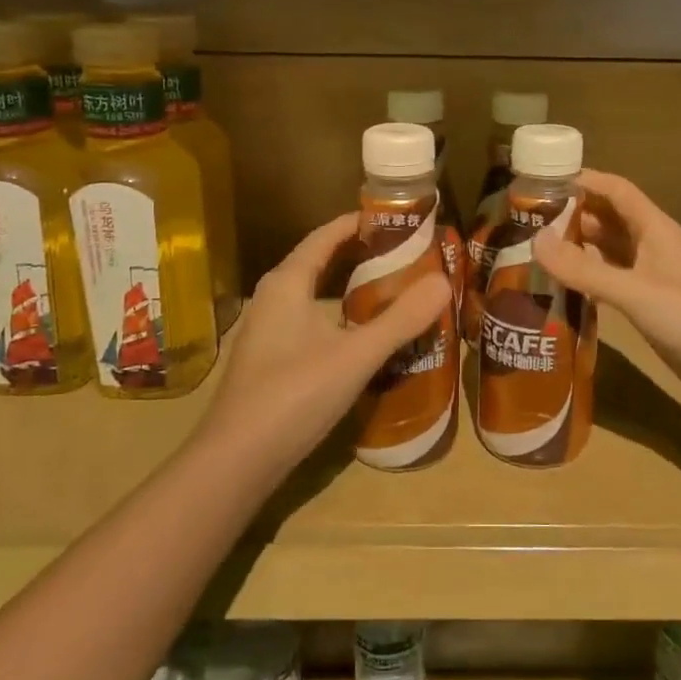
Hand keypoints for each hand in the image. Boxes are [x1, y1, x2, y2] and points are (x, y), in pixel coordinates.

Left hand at [200, 213, 454, 465]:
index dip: (357, 223)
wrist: (237, 461)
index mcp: (287, 283)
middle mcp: (273, 299)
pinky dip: (340, 318)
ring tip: (394, 290)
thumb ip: (401, 319)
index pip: (325, 236)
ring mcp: (269, 332)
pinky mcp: (272, 361)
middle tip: (405, 254)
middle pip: (320, 263)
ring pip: (315, 296)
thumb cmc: (294, 395)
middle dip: (360, 255)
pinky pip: (312, 323)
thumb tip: (443, 281)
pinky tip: (365, 337)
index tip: (395, 218)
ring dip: (350, 289)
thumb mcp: (355, 355)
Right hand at [532, 171, 680, 415]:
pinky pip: (613, 282)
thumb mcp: (636, 292)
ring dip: (578, 247)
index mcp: (655, 229)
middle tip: (525, 222)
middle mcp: (653, 247)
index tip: (541, 182)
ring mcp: (653, 278)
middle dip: (572, 215)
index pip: (616, 190)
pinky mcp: (652, 307)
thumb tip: (535, 241)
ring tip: (534, 251)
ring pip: (609, 251)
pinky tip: (562, 288)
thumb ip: (585, 270)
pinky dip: (589, 279)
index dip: (582, 180)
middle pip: (608, 219)